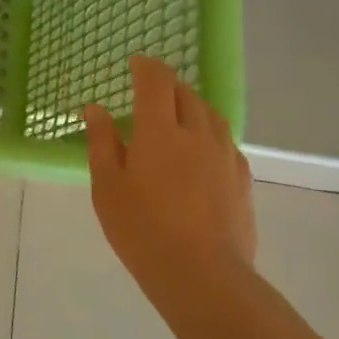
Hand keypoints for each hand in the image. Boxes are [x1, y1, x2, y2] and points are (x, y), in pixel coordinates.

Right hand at [85, 56, 255, 320]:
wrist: (203, 276)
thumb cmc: (141, 229)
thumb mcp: (107, 186)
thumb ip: (102, 142)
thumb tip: (96, 108)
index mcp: (159, 131)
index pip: (156, 82)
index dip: (146, 67)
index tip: (136, 62)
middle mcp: (197, 133)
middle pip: (186, 94)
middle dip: (167, 85)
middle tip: (148, 91)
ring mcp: (225, 156)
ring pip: (210, 115)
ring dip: (190, 106)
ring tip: (174, 117)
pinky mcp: (242, 179)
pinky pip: (224, 140)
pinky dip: (207, 132)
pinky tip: (198, 152)